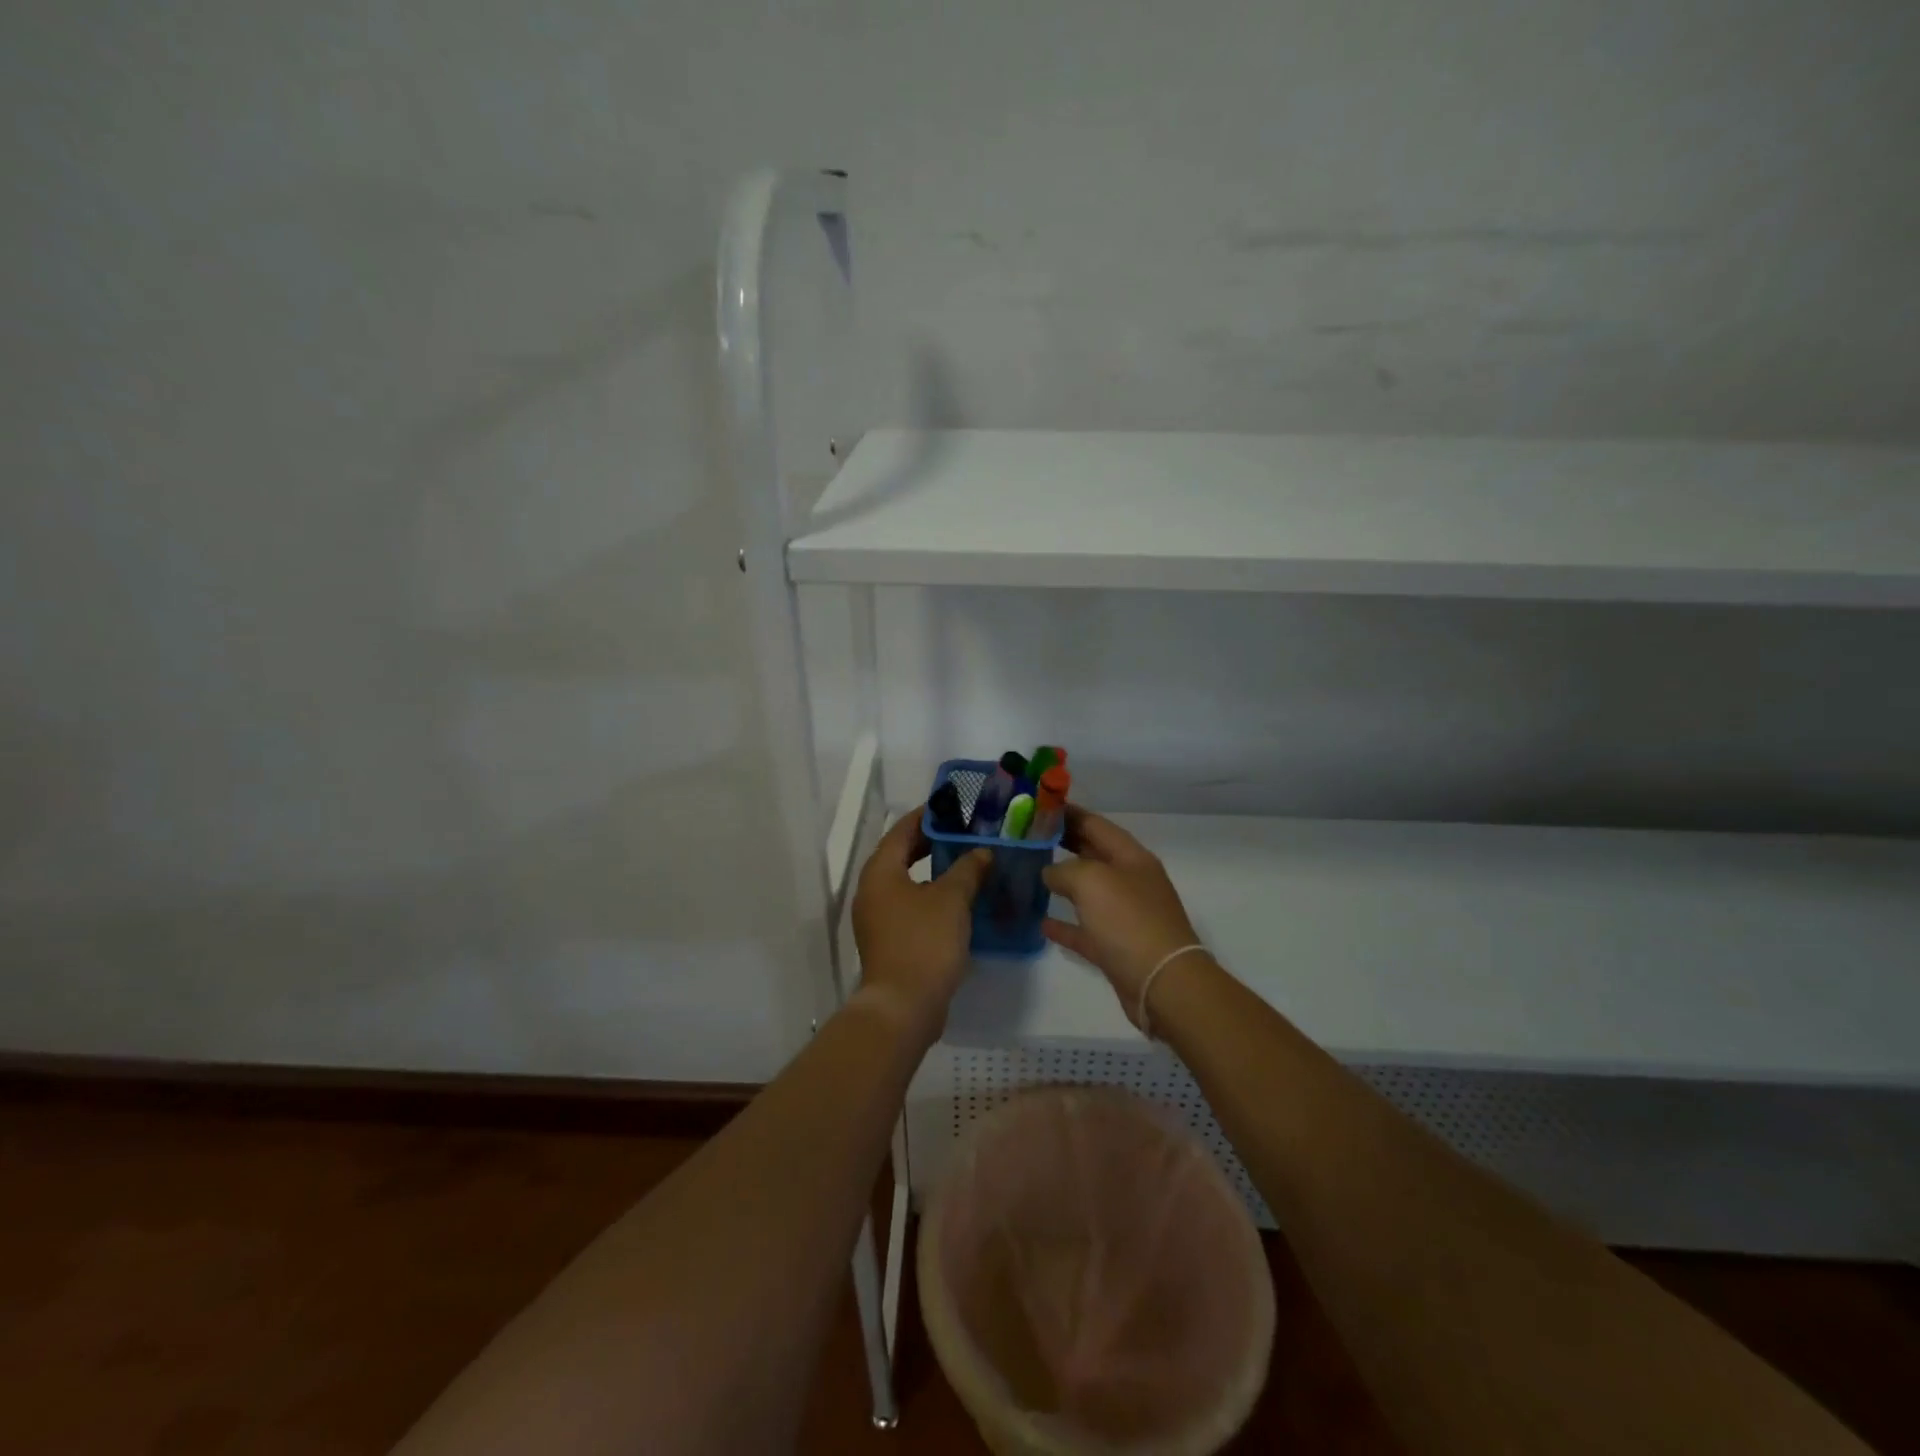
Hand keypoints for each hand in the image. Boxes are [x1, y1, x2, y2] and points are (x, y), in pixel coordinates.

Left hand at [850, 809, 991, 1040]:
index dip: (928, 816)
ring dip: (934, 871)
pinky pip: (910, 906)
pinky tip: (959, 900)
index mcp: (880, 871)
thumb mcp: (952, 899)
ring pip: (907, 882)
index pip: (902, 830)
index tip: (954, 807)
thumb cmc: (924, 942)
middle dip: (932, 843)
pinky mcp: (888, 940)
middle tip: (966, 833)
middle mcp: (872, 890)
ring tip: (967, 863)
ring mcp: (877, 918)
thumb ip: (968, 868)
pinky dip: (931, 896)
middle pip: (901, 855)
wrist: (903, 1006)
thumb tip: (981, 852)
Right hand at [1042, 806, 1204, 1030]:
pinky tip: (1042, 921)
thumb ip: (1064, 869)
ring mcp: (1125, 915)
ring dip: (1063, 882)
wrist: (1162, 983)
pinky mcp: (1117, 948)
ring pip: (1089, 891)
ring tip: (1031, 873)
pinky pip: (1086, 929)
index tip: (1037, 808)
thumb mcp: (1091, 880)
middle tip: (1028, 837)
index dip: (1068, 813)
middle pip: (1092, 854)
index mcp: (1131, 857)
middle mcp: (1130, 881)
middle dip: (1064, 843)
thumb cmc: (1129, 921)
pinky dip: (1065, 924)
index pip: (1095, 824)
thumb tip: (1050, 873)